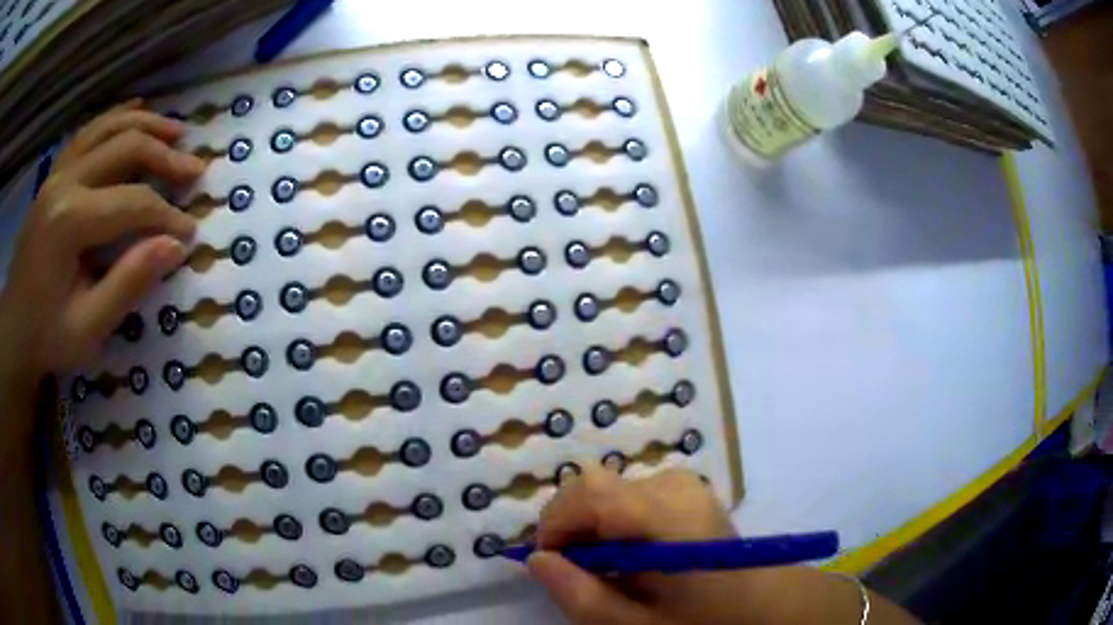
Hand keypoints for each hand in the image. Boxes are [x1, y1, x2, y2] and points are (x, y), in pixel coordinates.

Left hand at [0, 100, 202, 446]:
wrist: (14, 330)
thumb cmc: (46, 337)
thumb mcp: (88, 328)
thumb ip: (128, 284)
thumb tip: (175, 246)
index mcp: (68, 221)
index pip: (130, 202)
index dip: (166, 216)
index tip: (190, 234)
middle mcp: (64, 181)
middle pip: (124, 147)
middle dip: (165, 157)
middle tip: (196, 171)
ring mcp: (57, 172)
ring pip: (109, 127)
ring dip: (147, 124)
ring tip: (177, 132)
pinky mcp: (54, 174)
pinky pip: (89, 131)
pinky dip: (116, 117)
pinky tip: (137, 109)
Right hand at [528, 466, 748, 624]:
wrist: (759, 600)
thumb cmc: (702, 620)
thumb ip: (580, 595)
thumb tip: (537, 560)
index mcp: (667, 516)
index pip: (589, 494)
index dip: (554, 524)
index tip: (549, 565)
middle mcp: (672, 484)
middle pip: (593, 486)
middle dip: (569, 525)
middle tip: (576, 572)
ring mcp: (681, 482)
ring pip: (606, 491)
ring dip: (589, 526)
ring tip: (605, 568)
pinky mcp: (683, 488)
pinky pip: (626, 495)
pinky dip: (611, 522)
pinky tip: (627, 556)